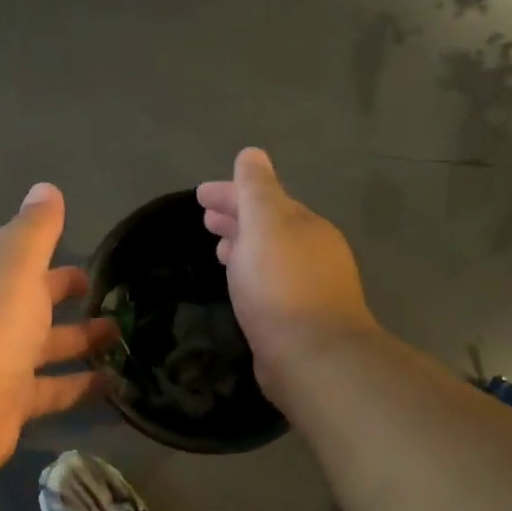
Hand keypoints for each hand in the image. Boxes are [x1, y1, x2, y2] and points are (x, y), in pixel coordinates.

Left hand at [0, 183, 117, 477]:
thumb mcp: (15, 266)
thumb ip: (34, 230)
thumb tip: (46, 188)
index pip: (16, 255)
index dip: (47, 249)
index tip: (86, 251)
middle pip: (33, 300)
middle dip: (67, 294)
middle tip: (113, 294)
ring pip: (47, 345)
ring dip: (82, 339)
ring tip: (123, 334)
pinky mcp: (12, 402)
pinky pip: (54, 388)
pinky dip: (82, 385)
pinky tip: (116, 382)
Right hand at [196, 148, 377, 395]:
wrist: (311, 356)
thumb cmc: (281, 285)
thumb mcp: (265, 225)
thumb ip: (256, 188)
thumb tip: (252, 154)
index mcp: (304, 224)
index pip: (264, 197)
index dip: (231, 192)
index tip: (199, 195)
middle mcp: (312, 250)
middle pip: (269, 225)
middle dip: (237, 217)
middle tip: (205, 219)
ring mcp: (309, 285)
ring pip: (269, 254)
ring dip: (243, 245)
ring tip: (217, 248)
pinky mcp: (299, 317)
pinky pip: (270, 283)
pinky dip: (250, 273)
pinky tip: (239, 284)